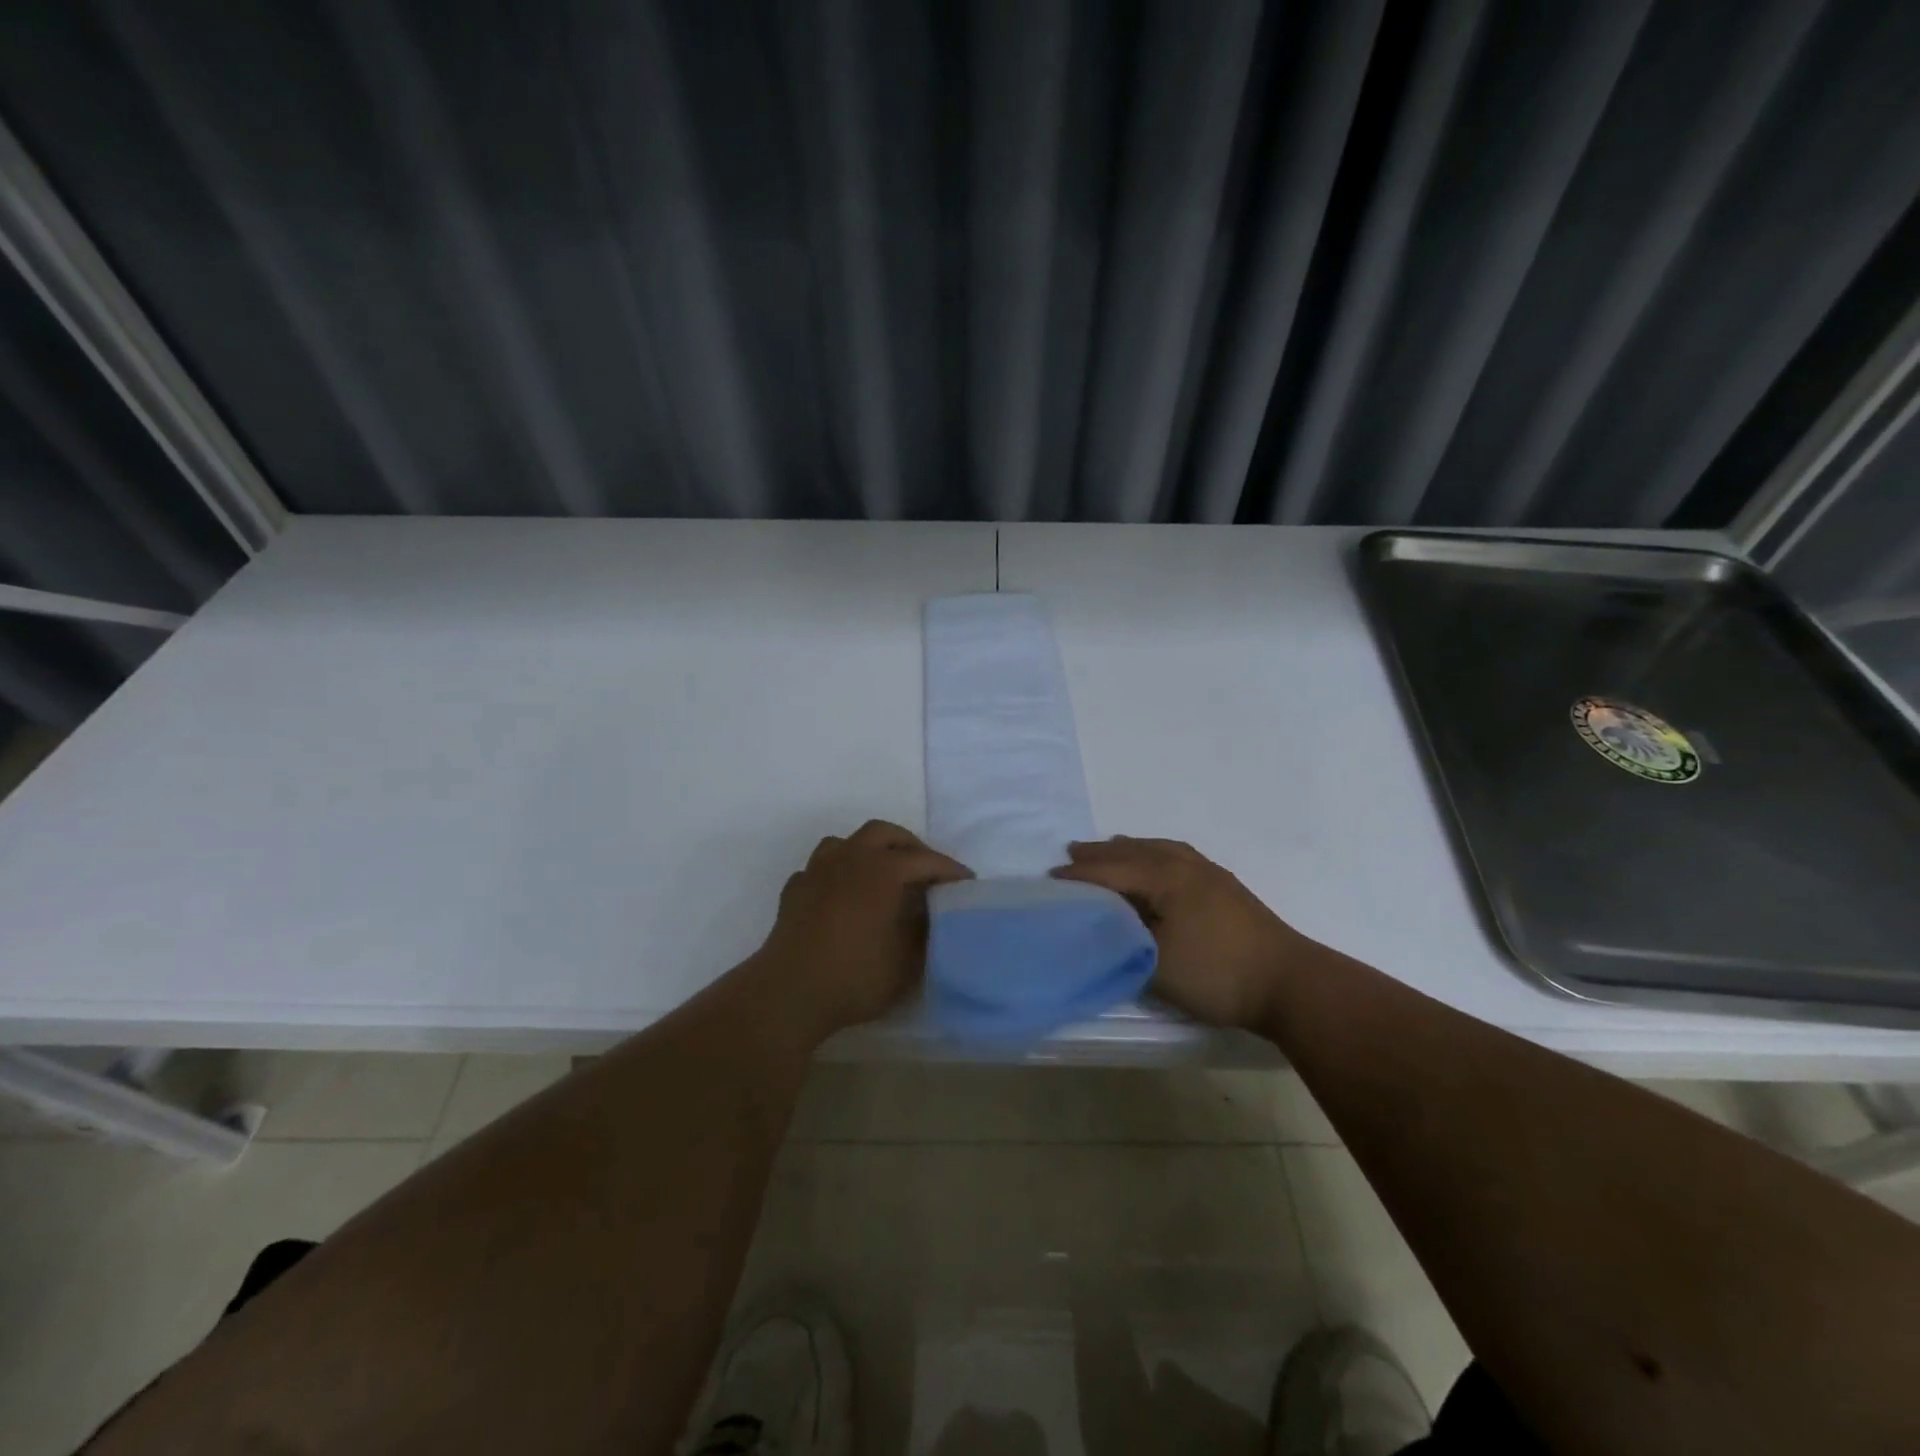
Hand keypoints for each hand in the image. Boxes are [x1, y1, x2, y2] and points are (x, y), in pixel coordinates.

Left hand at [752, 820, 971, 1038]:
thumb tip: (928, 915)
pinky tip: (840, 895)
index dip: (948, 869)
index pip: (923, 859)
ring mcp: (816, 872)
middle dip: (908, 845)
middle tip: (925, 868)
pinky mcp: (794, 892)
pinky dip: (836, 875)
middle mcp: (848, 859)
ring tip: (880, 874)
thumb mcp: (906, 961)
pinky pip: (819, 869)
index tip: (967, 881)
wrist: (789, 992)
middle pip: (883, 833)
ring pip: (845, 843)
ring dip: (868, 851)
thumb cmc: (855, 976)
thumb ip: (923, 932)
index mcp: (881, 870)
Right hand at [1052, 837, 1309, 1030]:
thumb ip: (1123, 941)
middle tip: (1072, 851)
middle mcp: (1185, 865)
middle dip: (1100, 853)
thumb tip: (1104, 926)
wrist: (1290, 983)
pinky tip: (1161, 863)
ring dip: (1130, 849)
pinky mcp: (1226, 886)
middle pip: (1133, 851)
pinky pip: (1178, 855)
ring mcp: (1209, 873)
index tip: (1050, 879)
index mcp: (1164, 877)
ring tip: (1112, 847)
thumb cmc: (1217, 973)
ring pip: (1159, 849)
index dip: (1079, 875)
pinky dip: (1156, 853)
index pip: (1111, 871)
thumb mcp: (1157, 964)